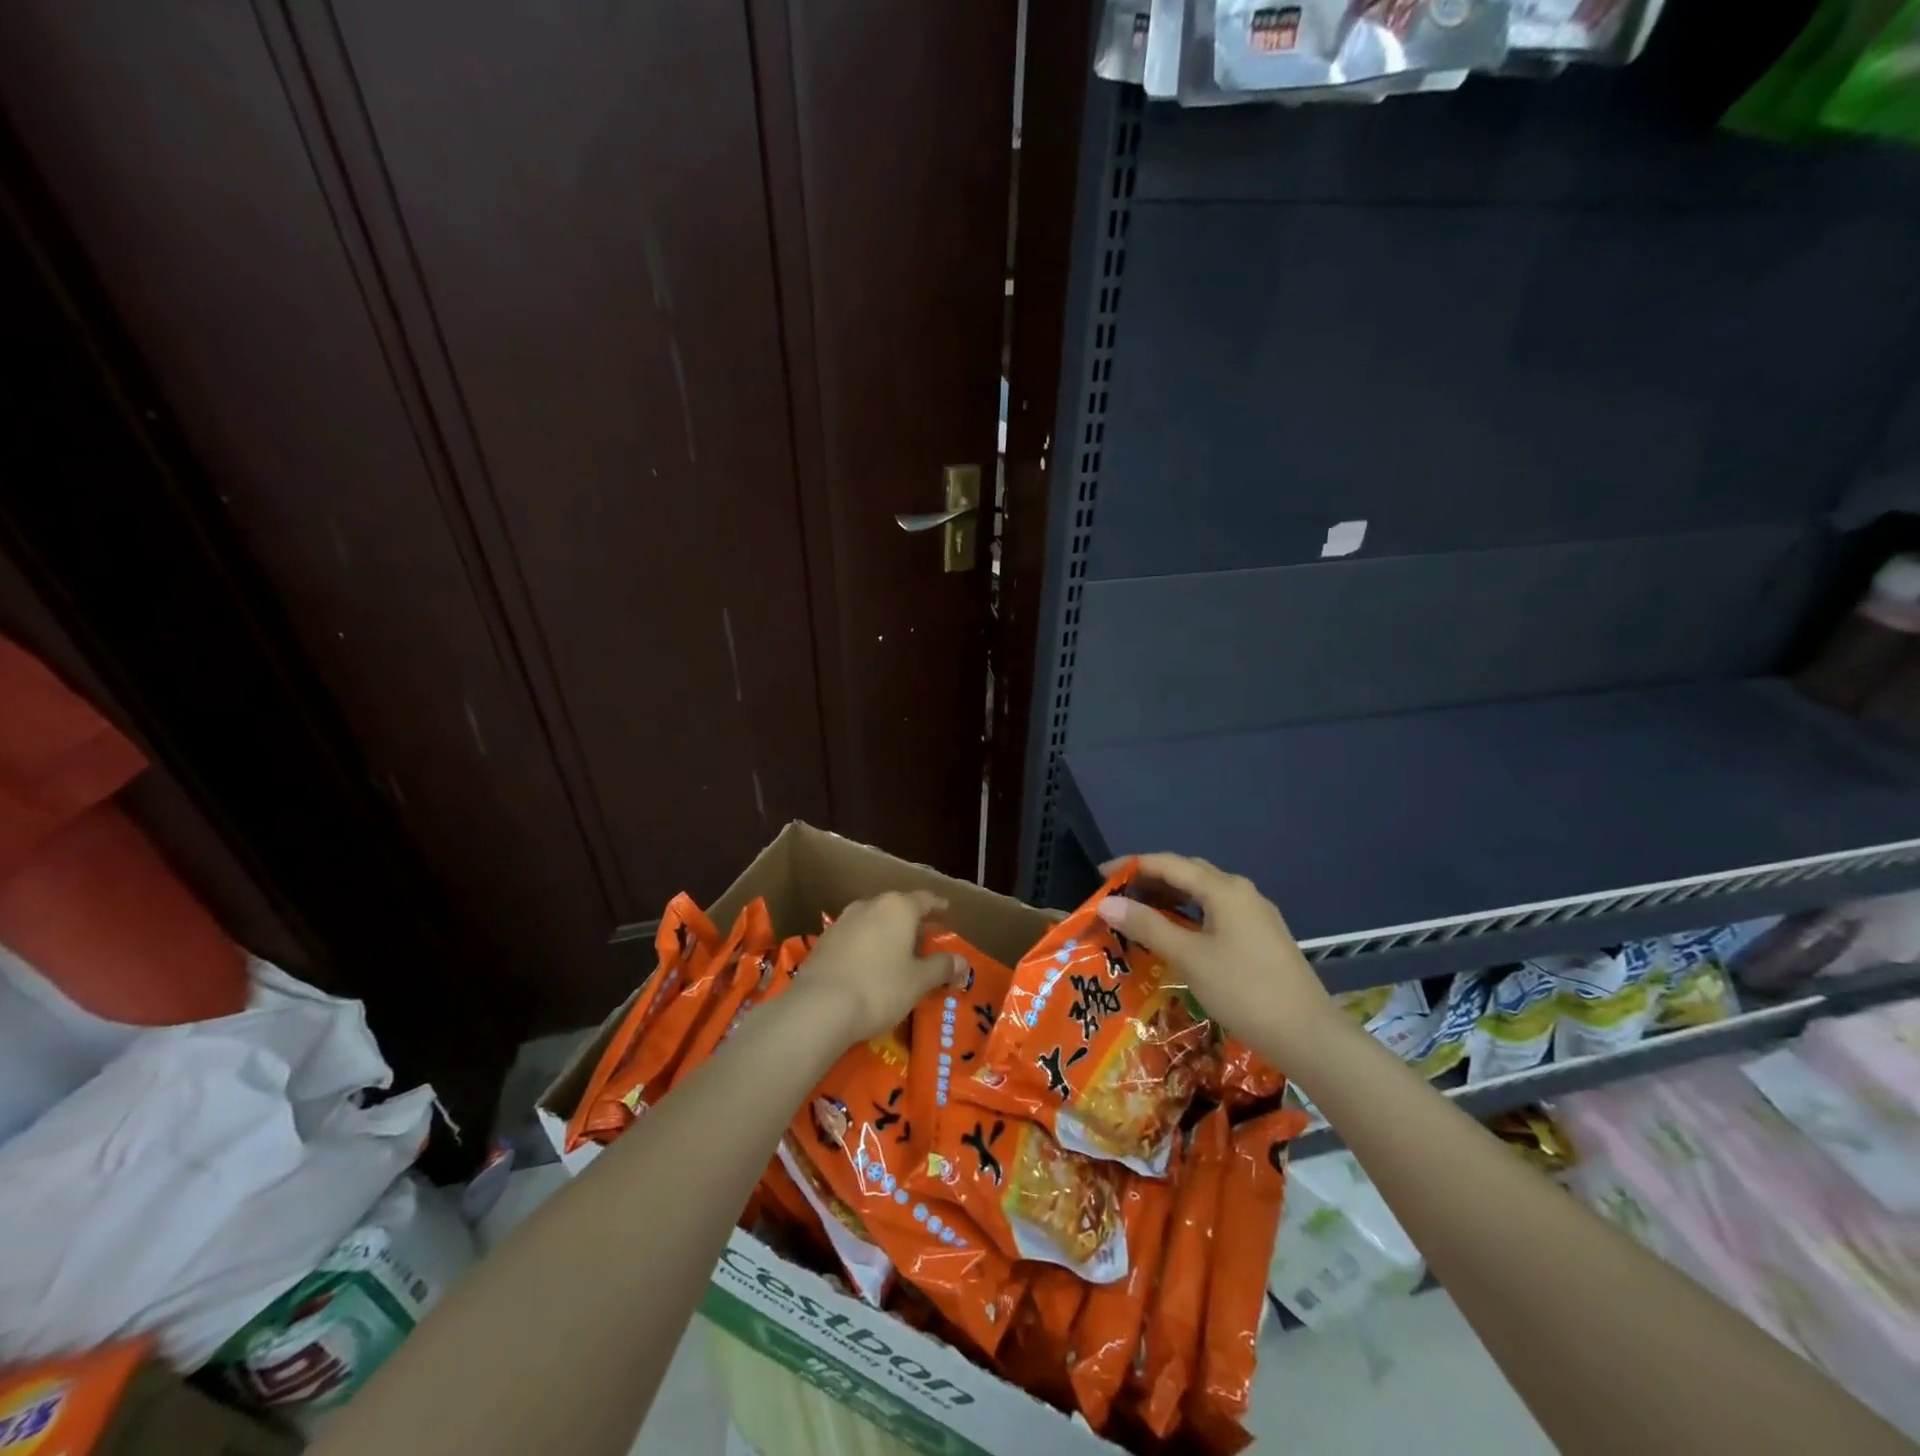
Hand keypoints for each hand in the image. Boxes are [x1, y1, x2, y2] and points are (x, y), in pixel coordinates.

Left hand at [797, 890, 965, 1045]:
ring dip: (886, 931)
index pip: (924, 899)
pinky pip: (854, 936)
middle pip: (896, 907)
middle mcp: (869, 905)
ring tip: (896, 950)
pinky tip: (868, 963)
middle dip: (911, 920)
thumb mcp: (918, 981)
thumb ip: (941, 967)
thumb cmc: (879, 988)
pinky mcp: (823, 941)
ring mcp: (842, 921)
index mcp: (898, 908)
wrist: (819, 1007)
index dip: (937, 905)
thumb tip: (963, 961)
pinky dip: (866, 944)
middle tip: (924, 936)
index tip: (946, 909)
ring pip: (872, 919)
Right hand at [1095, 853, 1335, 1061]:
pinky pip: (1216, 912)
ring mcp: (1255, 914)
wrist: (1308, 1036)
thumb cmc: (1244, 990)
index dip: (1132, 865)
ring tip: (1138, 912)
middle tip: (1117, 895)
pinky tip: (1175, 933)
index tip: (1100, 875)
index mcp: (1224, 889)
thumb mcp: (1189, 957)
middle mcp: (1241, 891)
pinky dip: (1188, 914)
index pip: (1168, 863)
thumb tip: (1106, 904)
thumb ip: (1147, 926)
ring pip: (1203, 893)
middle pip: (1187, 873)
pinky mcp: (1261, 936)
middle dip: (1150, 879)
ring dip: (1169, 897)